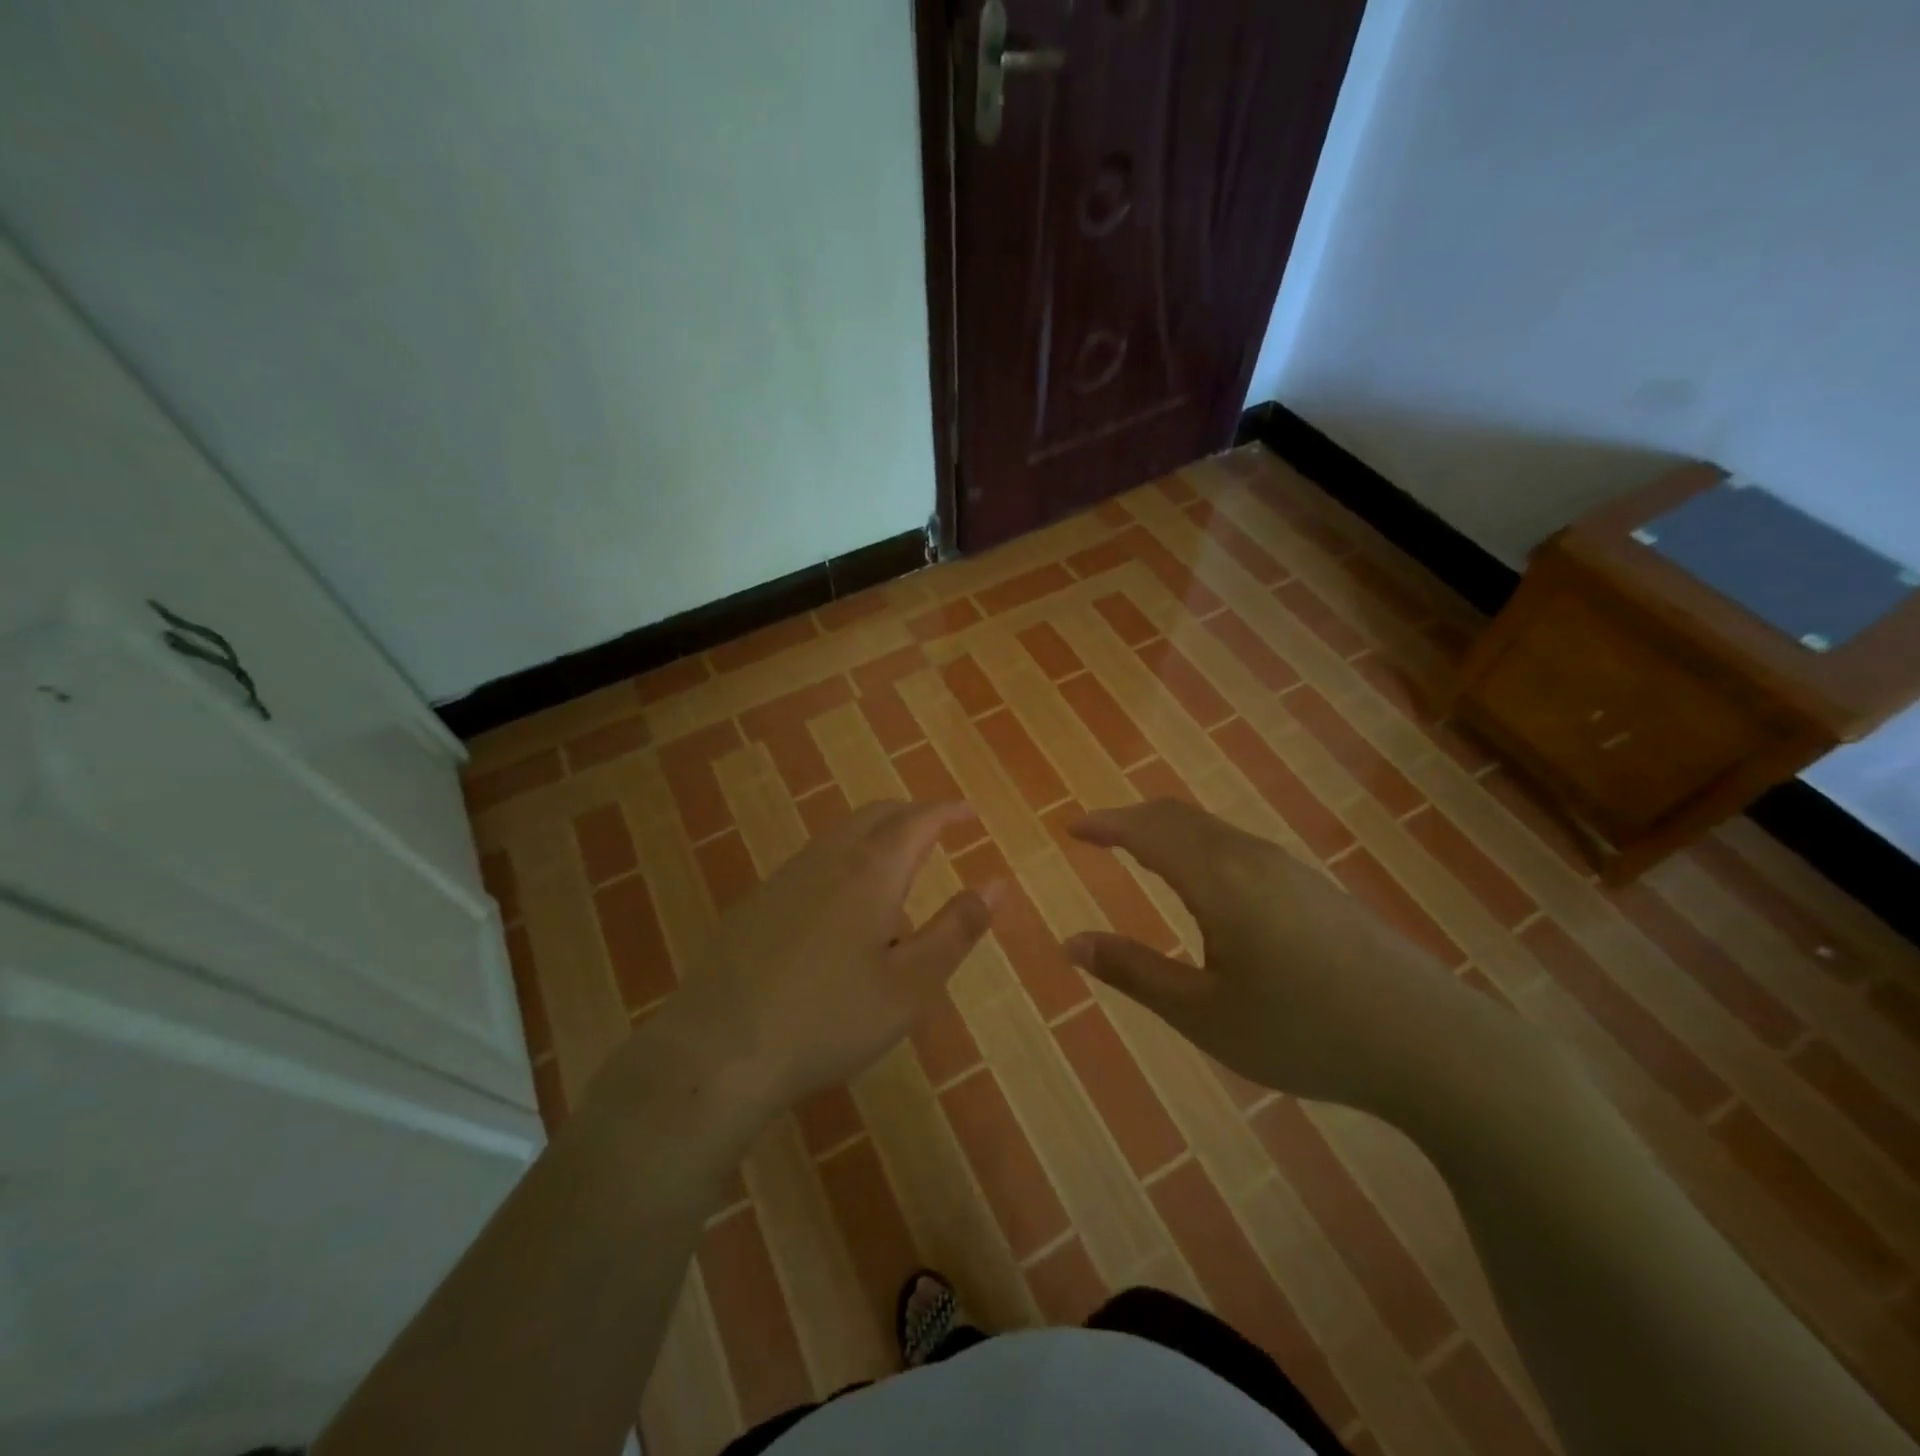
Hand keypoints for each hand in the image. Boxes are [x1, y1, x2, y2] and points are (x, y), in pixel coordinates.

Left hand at [625, 800, 999, 1124]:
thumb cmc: (829, 1019)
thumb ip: (957, 930)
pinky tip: (840, 909)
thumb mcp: (911, 985)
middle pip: (876, 815)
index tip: (969, 812)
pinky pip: (812, 863)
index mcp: (870, 871)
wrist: (717, 1051)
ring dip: (875, 838)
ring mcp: (784, 878)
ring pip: (840, 836)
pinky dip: (844, 861)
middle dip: (912, 815)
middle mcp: (826, 859)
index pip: (917, 820)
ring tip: (897, 874)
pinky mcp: (755, 903)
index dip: (947, 811)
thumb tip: (996, 884)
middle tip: (938, 833)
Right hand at [1064, 799, 1526, 1116]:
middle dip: (1132, 819)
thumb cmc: (1303, 1030)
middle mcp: (1250, 857)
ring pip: (1212, 829)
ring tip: (1141, 853)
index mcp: (1217, 878)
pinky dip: (1199, 845)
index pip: (1147, 830)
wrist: (1429, 1042)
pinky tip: (1205, 883)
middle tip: (1099, 836)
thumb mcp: (1203, 1013)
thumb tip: (1070, 943)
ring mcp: (1288, 869)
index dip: (1106, 824)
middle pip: (1179, 816)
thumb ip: (1133, 972)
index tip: (1073, 828)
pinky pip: (1238, 846)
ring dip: (1167, 830)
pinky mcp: (1313, 887)